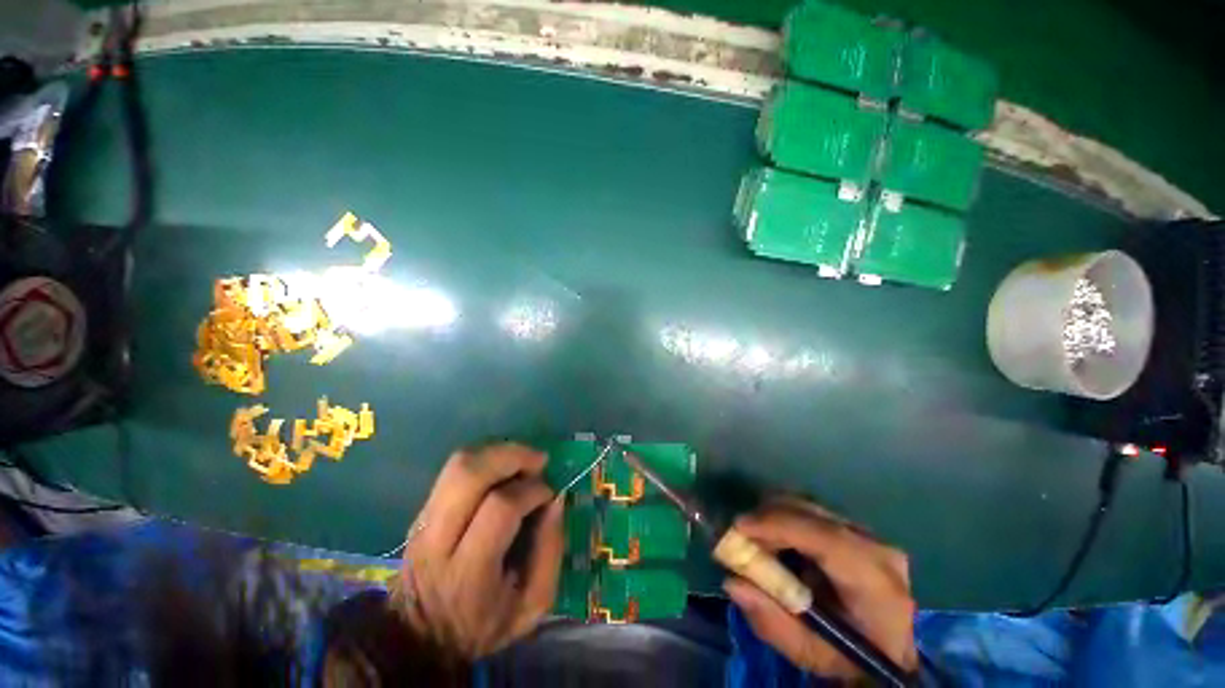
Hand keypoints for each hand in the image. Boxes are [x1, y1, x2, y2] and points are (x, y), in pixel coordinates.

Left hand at [394, 444, 564, 658]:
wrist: (420, 639)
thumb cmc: (483, 625)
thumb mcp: (531, 606)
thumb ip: (550, 552)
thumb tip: (556, 500)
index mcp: (468, 572)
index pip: (500, 508)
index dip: (531, 491)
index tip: (549, 494)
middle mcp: (438, 539)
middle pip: (469, 474)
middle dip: (512, 456)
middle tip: (539, 461)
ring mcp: (424, 521)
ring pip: (458, 464)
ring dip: (498, 452)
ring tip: (523, 460)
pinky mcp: (422, 511)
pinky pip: (453, 469)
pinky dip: (485, 459)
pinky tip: (504, 468)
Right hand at [723, 498, 916, 679]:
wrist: (886, 652)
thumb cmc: (849, 658)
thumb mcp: (810, 653)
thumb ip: (772, 621)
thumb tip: (733, 583)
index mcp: (875, 584)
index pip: (826, 539)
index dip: (779, 526)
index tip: (739, 527)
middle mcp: (876, 548)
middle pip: (812, 514)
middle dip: (768, 518)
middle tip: (739, 536)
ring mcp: (867, 533)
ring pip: (808, 507)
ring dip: (774, 517)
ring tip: (755, 541)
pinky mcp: (854, 528)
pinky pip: (810, 511)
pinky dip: (784, 518)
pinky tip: (775, 540)